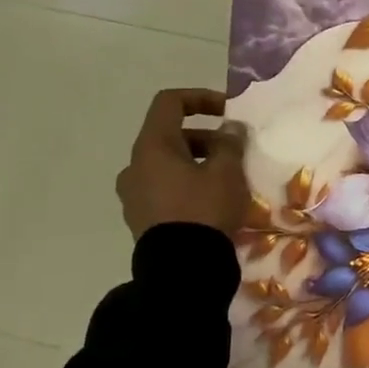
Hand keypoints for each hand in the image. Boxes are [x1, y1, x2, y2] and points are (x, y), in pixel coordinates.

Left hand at [115, 89, 251, 239]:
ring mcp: (133, 194)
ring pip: (167, 165)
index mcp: (152, 147)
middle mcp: (134, 166)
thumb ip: (230, 143)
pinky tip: (212, 202)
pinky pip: (165, 189)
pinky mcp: (140, 219)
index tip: (228, 112)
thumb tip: (230, 128)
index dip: (200, 98)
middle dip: (206, 138)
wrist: (182, 269)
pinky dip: (187, 185)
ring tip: (228, 180)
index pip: (169, 103)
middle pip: (170, 136)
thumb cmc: (204, 209)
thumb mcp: (227, 172)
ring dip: (197, 163)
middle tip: (235, 152)